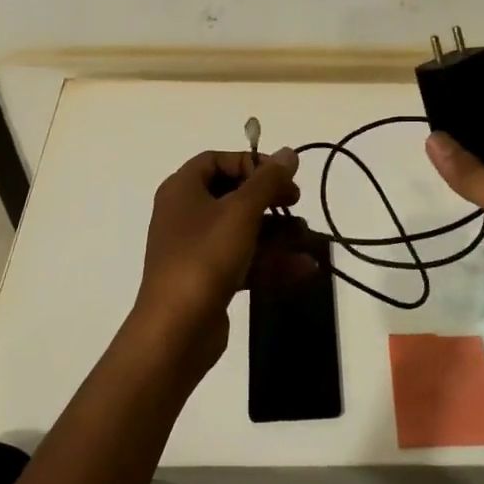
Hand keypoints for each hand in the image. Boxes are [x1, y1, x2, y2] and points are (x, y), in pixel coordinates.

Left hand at [134, 148, 299, 370]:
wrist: (175, 331)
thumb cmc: (205, 257)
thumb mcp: (242, 211)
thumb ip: (268, 180)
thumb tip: (289, 152)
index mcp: (182, 189)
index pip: (217, 160)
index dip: (250, 164)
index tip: (280, 177)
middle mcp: (185, 214)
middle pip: (232, 195)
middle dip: (269, 199)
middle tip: (296, 203)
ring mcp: (196, 250)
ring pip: (242, 230)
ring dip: (277, 233)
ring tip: (307, 239)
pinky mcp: (208, 281)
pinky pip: (244, 260)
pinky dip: (271, 262)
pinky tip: (304, 269)